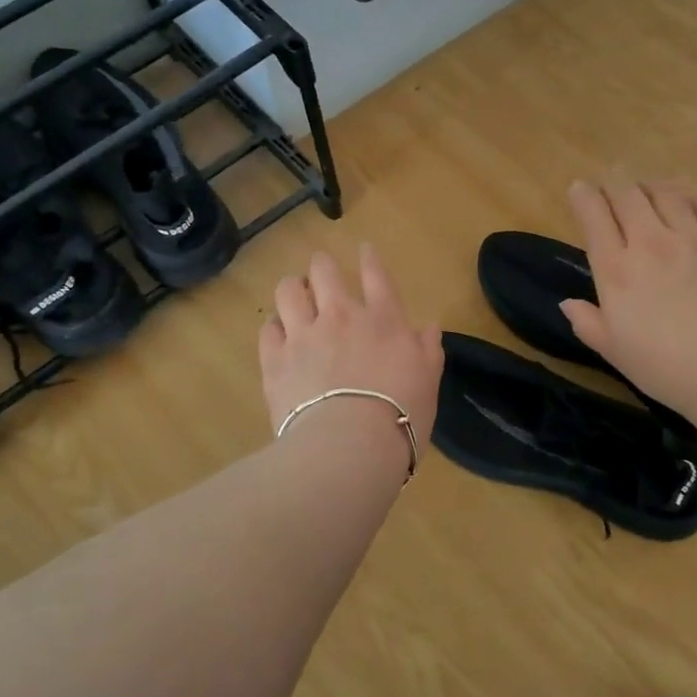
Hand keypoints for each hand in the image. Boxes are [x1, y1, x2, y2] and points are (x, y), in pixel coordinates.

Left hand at [259, 244, 442, 458]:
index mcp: (384, 320)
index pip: (376, 275)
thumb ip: (428, 349)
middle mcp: (341, 316)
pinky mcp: (275, 360)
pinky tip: (278, 334)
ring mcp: (304, 335)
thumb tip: (429, 327)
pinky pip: (267, 329)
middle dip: (322, 266)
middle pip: (324, 270)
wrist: (349, 446)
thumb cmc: (401, 415)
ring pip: (288, 290)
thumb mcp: (428, 381)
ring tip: (295, 297)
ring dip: (293, 289)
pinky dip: (274, 327)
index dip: (369, 258)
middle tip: (322, 275)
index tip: (364, 249)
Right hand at [560, 177, 696, 412]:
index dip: (582, 196)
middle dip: (614, 182)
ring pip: (666, 192)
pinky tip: (687, 201)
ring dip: (650, 185)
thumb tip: (568, 304)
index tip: (578, 189)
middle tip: (611, 180)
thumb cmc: (663, 367)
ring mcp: (693, 239)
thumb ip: (587, 322)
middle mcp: (651, 243)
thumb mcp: (613, 350)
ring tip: (646, 187)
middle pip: (627, 194)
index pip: (593, 216)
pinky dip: (688, 197)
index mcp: (616, 269)